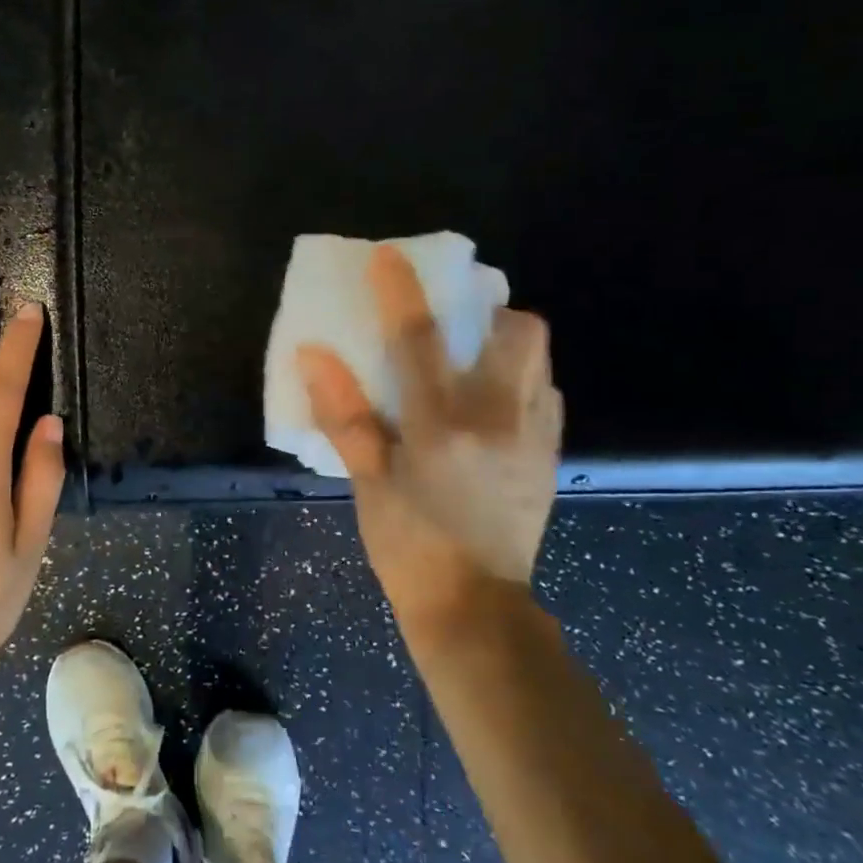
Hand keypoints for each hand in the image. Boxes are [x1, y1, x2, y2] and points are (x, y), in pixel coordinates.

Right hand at [297, 245, 561, 638]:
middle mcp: (499, 419)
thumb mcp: (368, 483)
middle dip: (487, 309)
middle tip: (454, 322)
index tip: (388, 255)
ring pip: (540, 358)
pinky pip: (545, 394)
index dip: (400, 291)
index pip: (420, 339)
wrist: (475, 608)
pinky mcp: (550, 456)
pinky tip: (491, 405)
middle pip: (517, 331)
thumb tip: (312, 356)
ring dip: (507, 342)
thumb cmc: (409, 547)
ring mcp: (534, 437)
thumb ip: (344, 414)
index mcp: (443, 425)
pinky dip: (521, 380)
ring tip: (472, 359)